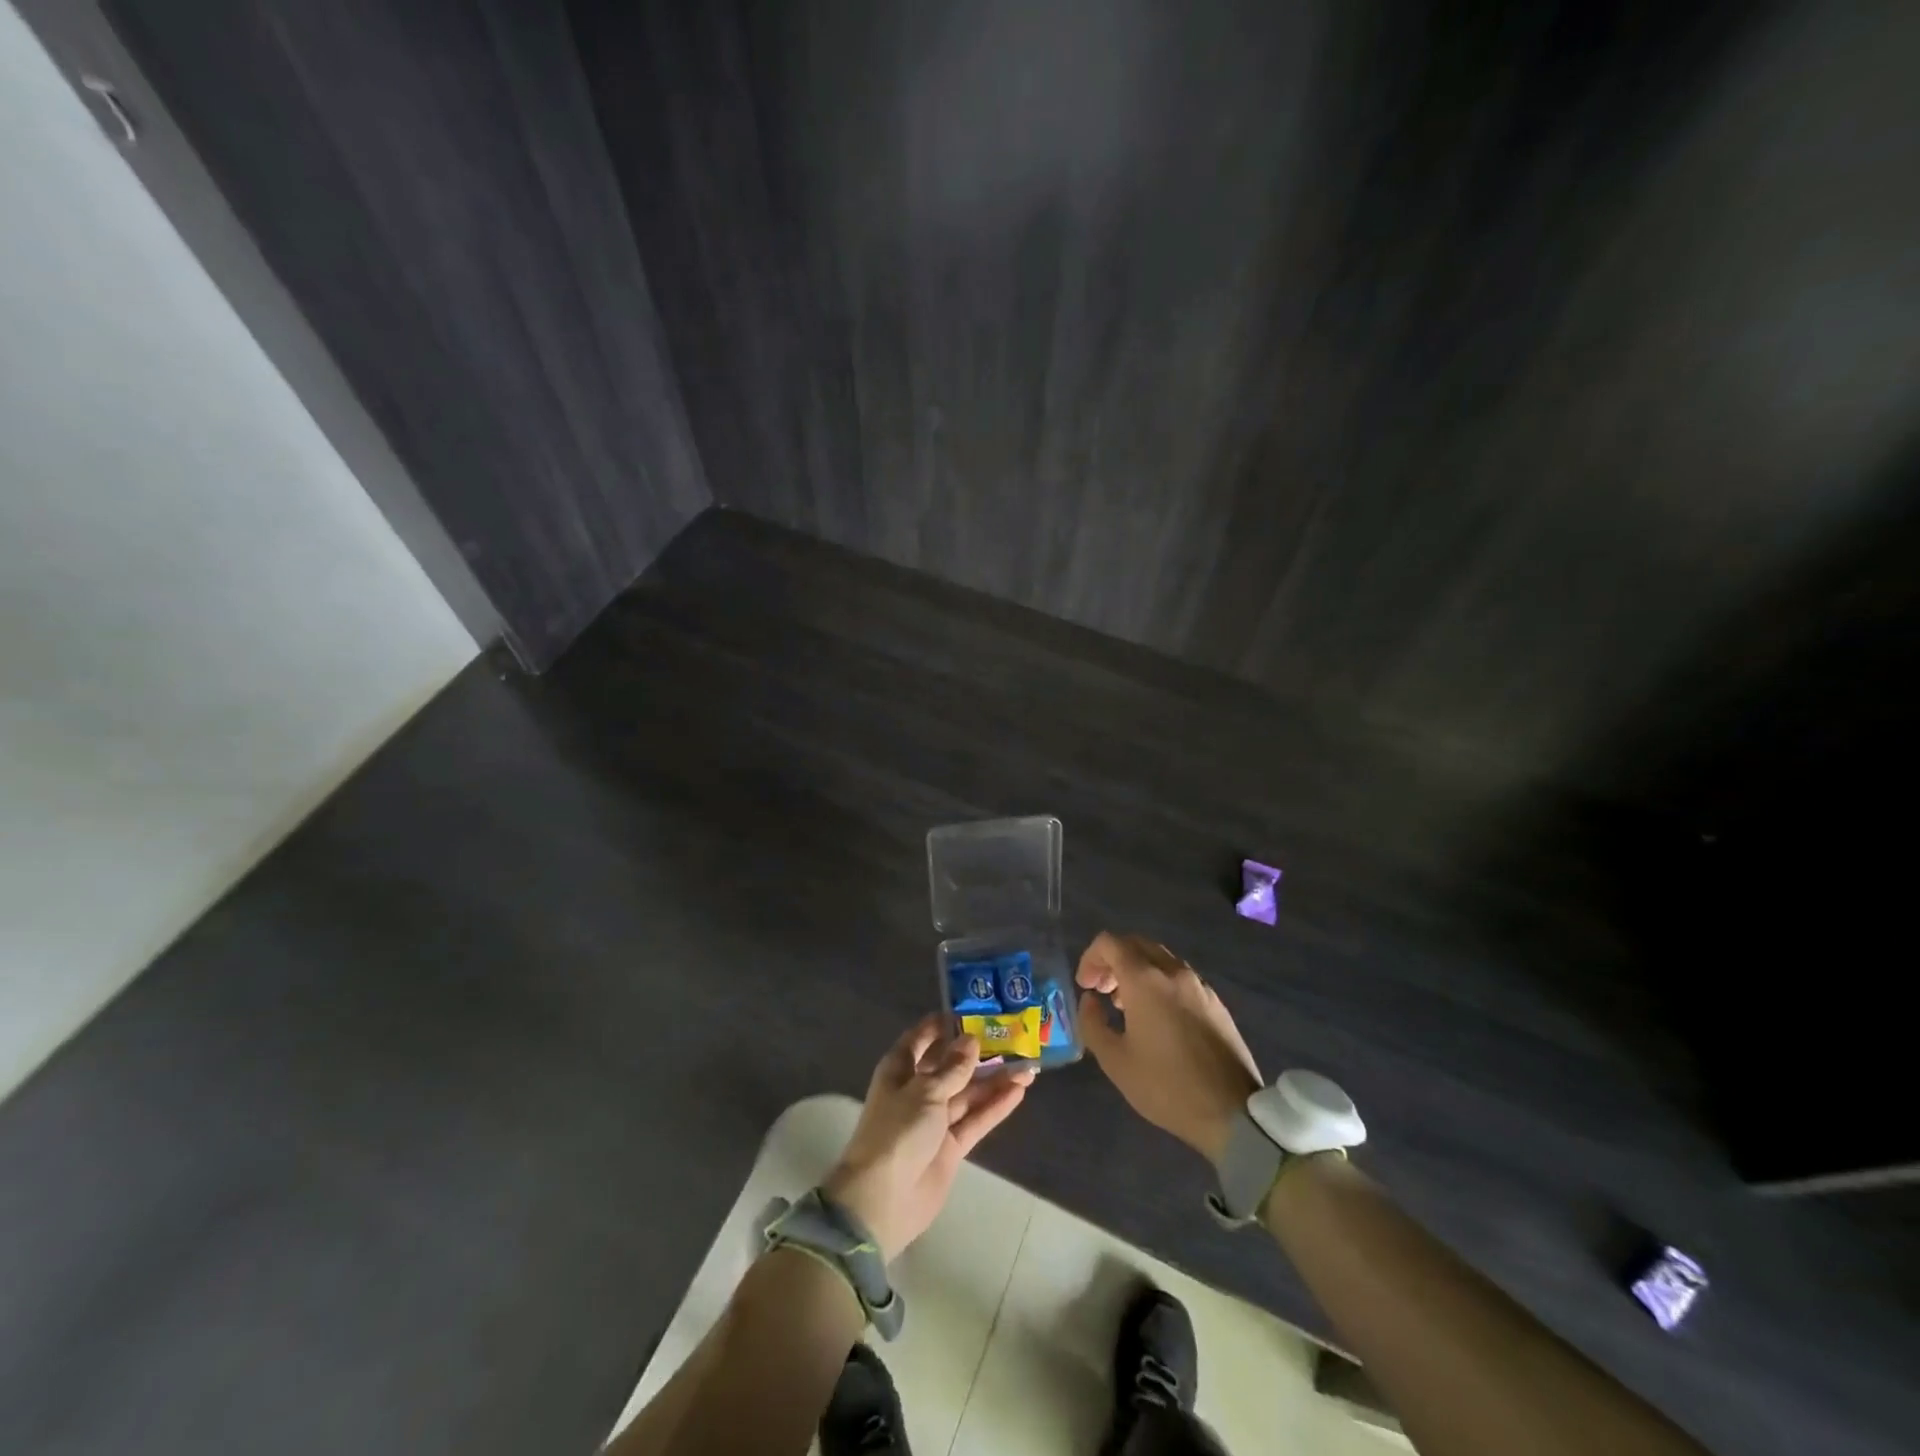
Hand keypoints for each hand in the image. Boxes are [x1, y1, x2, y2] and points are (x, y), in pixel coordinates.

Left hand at [822, 1015, 1034, 1260]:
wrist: (883, 1200)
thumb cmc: (897, 1132)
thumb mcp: (925, 1092)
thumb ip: (952, 1068)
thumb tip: (971, 1040)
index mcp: (900, 1069)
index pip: (921, 1038)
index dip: (943, 1025)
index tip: (971, 1010)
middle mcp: (917, 1090)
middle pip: (951, 1066)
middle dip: (978, 1053)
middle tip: (1011, 1037)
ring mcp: (935, 1120)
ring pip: (968, 1093)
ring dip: (995, 1080)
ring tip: (1028, 1065)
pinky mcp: (950, 1146)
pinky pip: (976, 1120)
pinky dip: (995, 1107)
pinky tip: (1019, 1091)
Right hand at [1076, 932, 1262, 1162]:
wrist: (1232, 1113)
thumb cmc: (1166, 1086)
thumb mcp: (1115, 1061)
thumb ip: (1092, 1023)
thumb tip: (1090, 1000)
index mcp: (1145, 980)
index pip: (1110, 943)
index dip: (1090, 958)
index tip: (1085, 987)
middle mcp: (1173, 972)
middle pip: (1136, 944)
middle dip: (1112, 960)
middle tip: (1102, 991)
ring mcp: (1199, 985)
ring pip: (1160, 958)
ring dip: (1137, 970)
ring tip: (1126, 1006)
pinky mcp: (1215, 1001)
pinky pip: (1179, 976)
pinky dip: (1159, 982)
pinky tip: (1158, 1017)